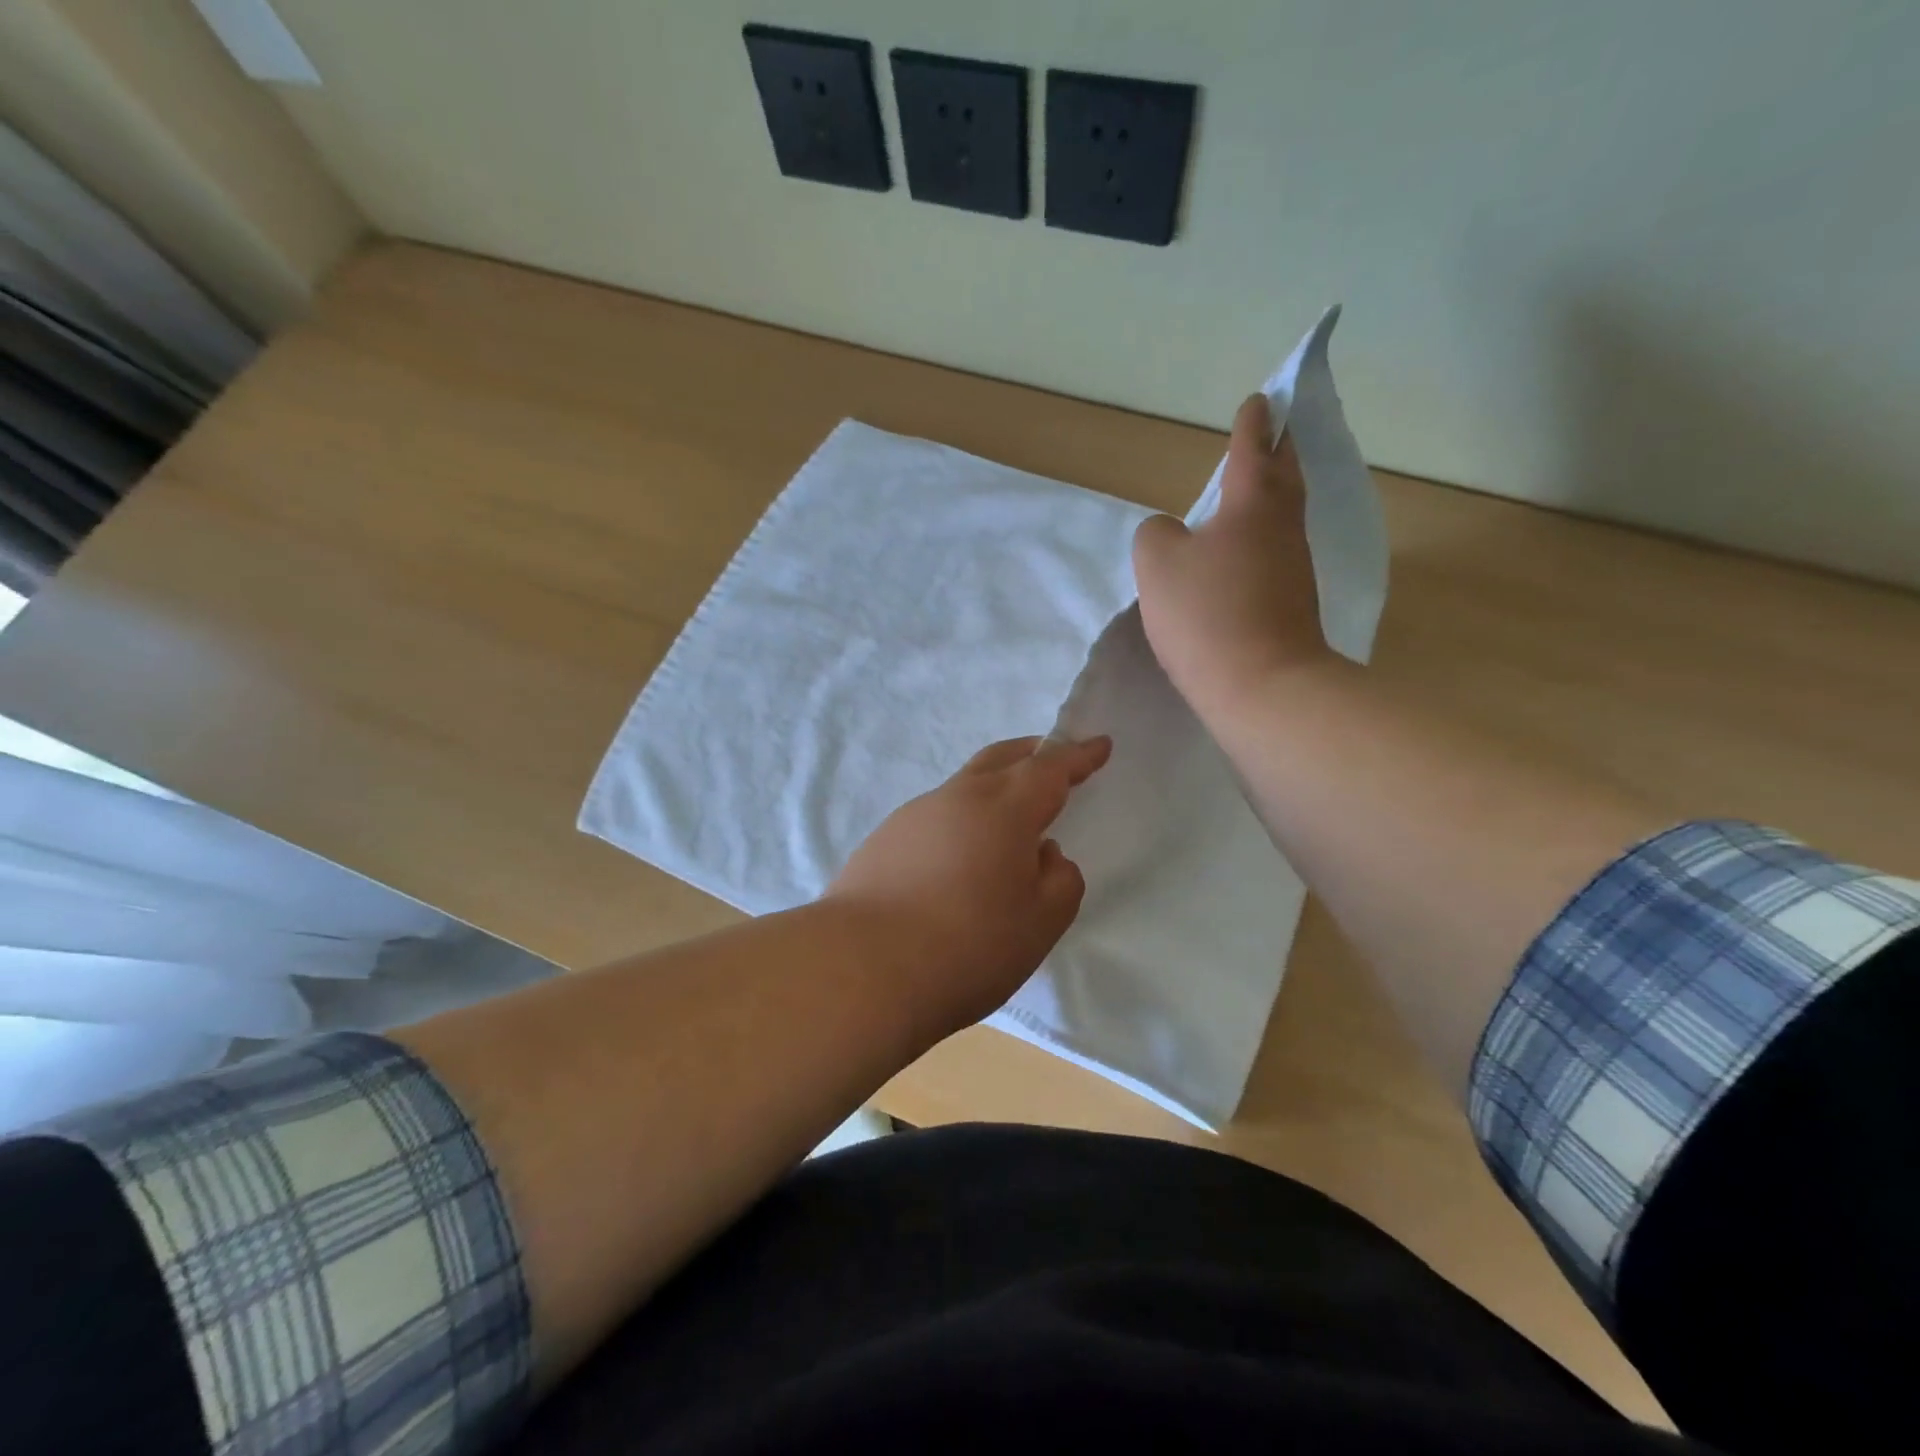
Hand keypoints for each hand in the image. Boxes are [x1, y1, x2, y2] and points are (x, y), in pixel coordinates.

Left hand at [827, 735, 1110, 1039]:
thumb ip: (1059, 880)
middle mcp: (956, 798)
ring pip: (963, 787)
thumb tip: (1044, 854)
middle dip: (1032, 754)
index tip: (1099, 744)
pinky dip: (959, 822)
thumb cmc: (967, 946)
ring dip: (992, 790)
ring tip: (1006, 825)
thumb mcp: (1040, 922)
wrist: (860, 969)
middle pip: (1000, 759)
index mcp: (1003, 809)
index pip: (1050, 768)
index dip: (1079, 756)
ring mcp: (913, 816)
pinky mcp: (882, 841)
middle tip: (1052, 759)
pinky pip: (935, 817)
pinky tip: (957, 860)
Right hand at [1133, 394, 1333, 719]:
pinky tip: (1246, 553)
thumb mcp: (1157, 564)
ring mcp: (1294, 569)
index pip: (1252, 450)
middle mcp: (1282, 528)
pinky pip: (1277, 554)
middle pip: (1285, 477)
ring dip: (1273, 496)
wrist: (1263, 687)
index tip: (1260, 401)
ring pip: (1285, 516)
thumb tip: (1173, 534)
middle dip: (1279, 451)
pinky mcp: (1293, 605)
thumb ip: (1156, 534)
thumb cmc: (1206, 614)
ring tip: (1255, 490)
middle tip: (1275, 433)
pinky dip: (1264, 540)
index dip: (1252, 424)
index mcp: (1252, 505)